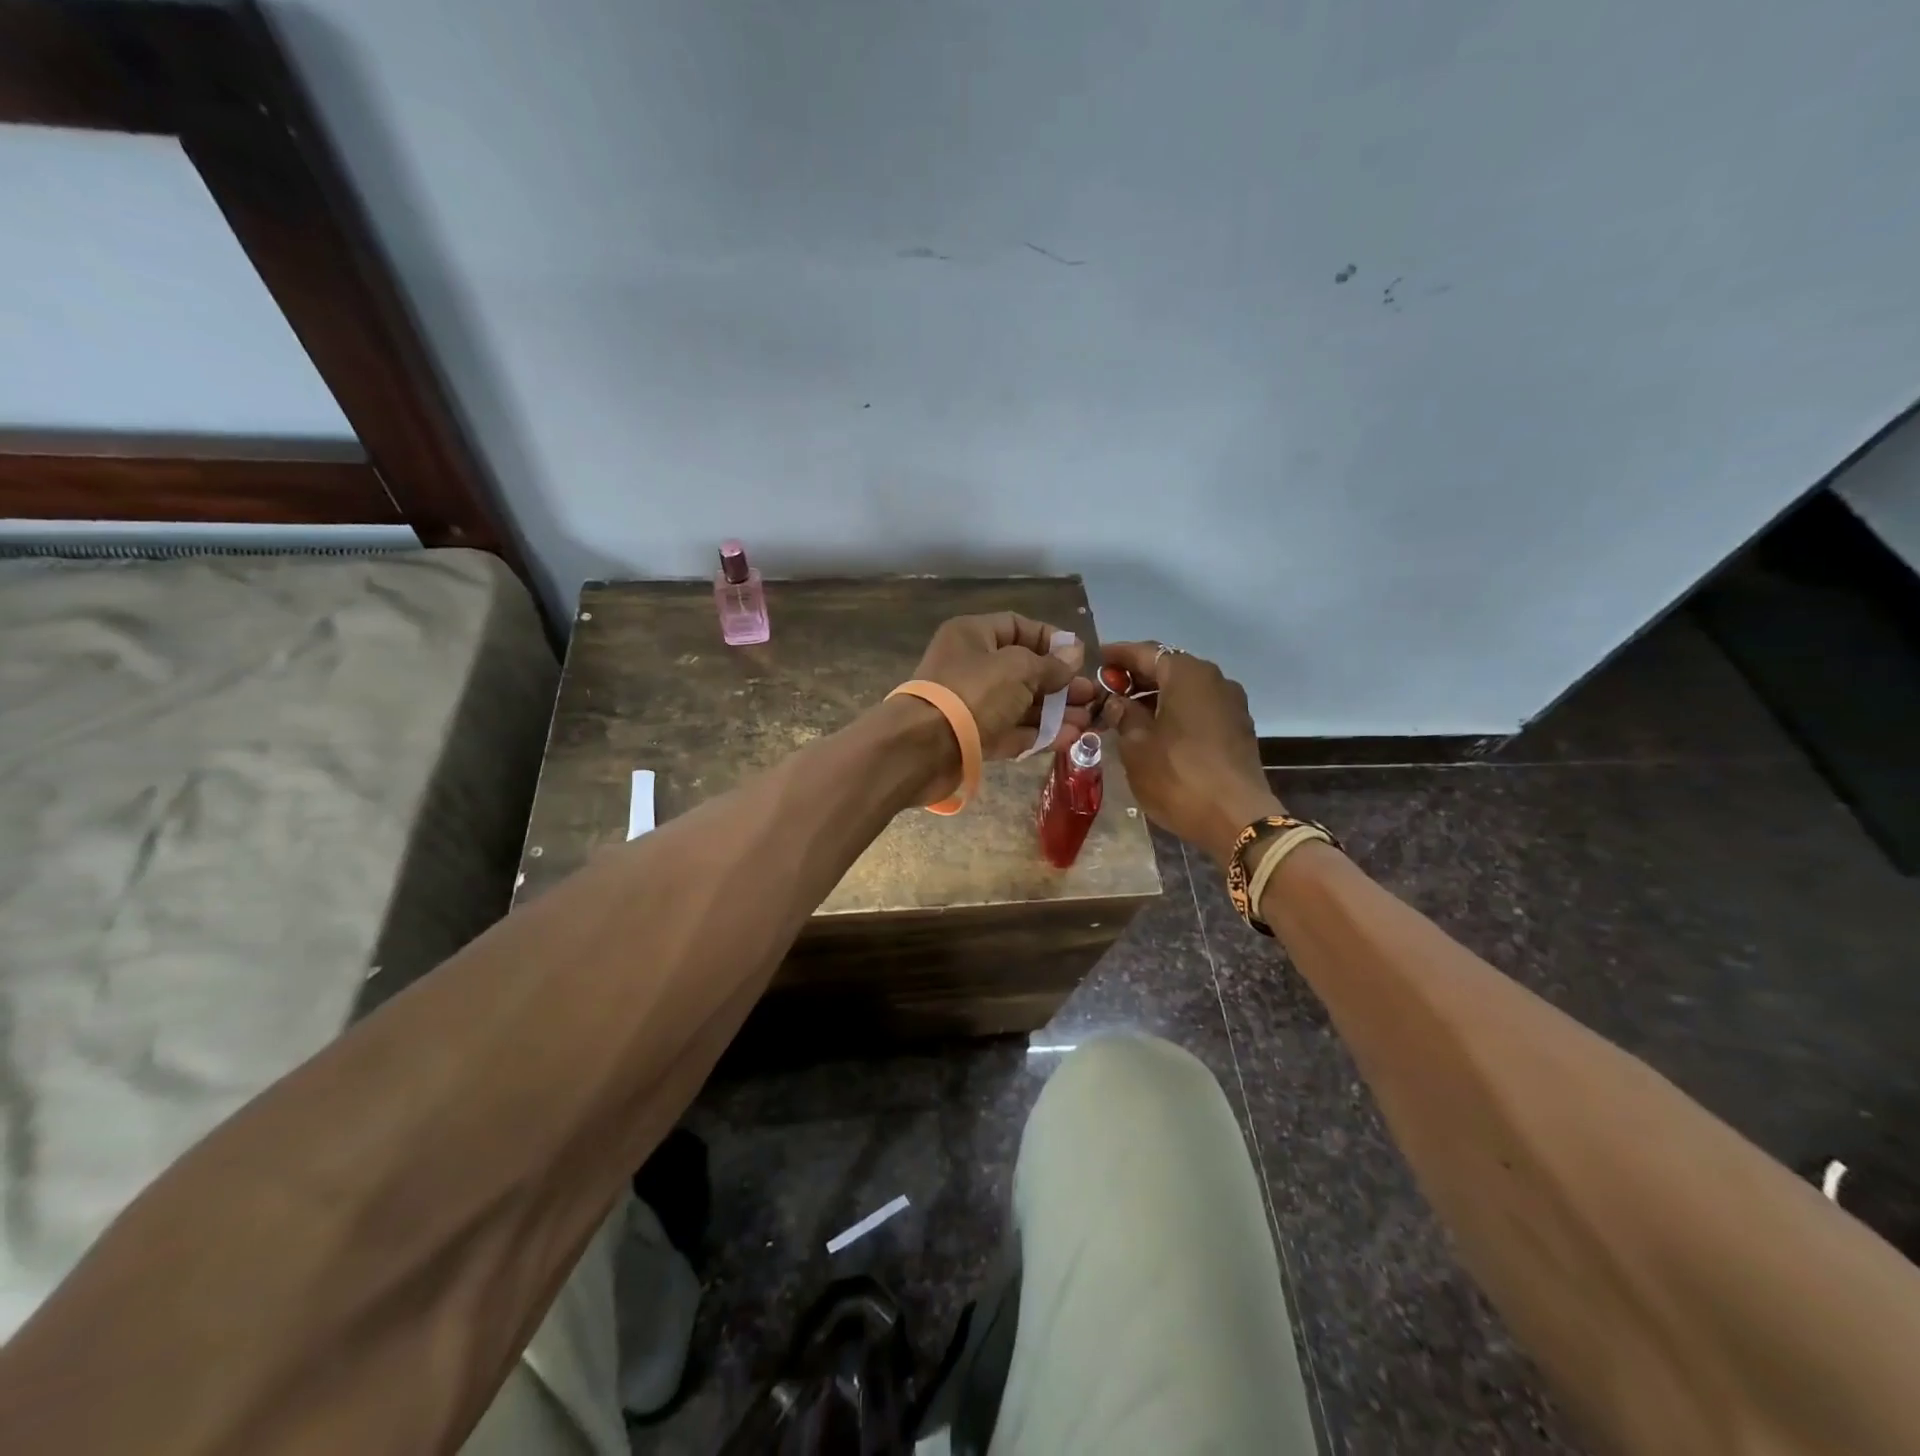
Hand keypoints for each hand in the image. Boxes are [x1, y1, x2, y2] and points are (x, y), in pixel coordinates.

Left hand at [912, 612, 1096, 759]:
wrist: (922, 748)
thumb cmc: (972, 693)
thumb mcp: (1018, 669)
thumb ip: (1050, 664)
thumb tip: (1075, 653)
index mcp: (973, 636)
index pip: (1018, 627)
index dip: (1051, 640)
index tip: (1079, 658)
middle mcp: (972, 666)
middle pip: (1024, 670)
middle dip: (1060, 684)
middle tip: (1092, 697)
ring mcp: (973, 705)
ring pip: (1021, 704)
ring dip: (1056, 712)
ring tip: (1090, 722)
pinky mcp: (975, 738)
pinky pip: (1012, 731)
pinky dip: (1040, 734)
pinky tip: (1071, 739)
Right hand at [1102, 642, 1282, 864]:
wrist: (1236, 818)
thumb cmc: (1177, 776)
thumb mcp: (1136, 745)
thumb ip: (1123, 714)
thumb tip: (1116, 700)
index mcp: (1186, 674)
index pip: (1145, 652)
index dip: (1117, 655)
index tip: (1096, 660)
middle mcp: (1213, 679)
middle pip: (1168, 667)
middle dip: (1136, 677)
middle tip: (1107, 691)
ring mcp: (1230, 704)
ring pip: (1184, 689)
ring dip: (1156, 696)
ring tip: (1126, 714)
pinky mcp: (1237, 728)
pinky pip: (1199, 708)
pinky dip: (1175, 711)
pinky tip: (1156, 731)